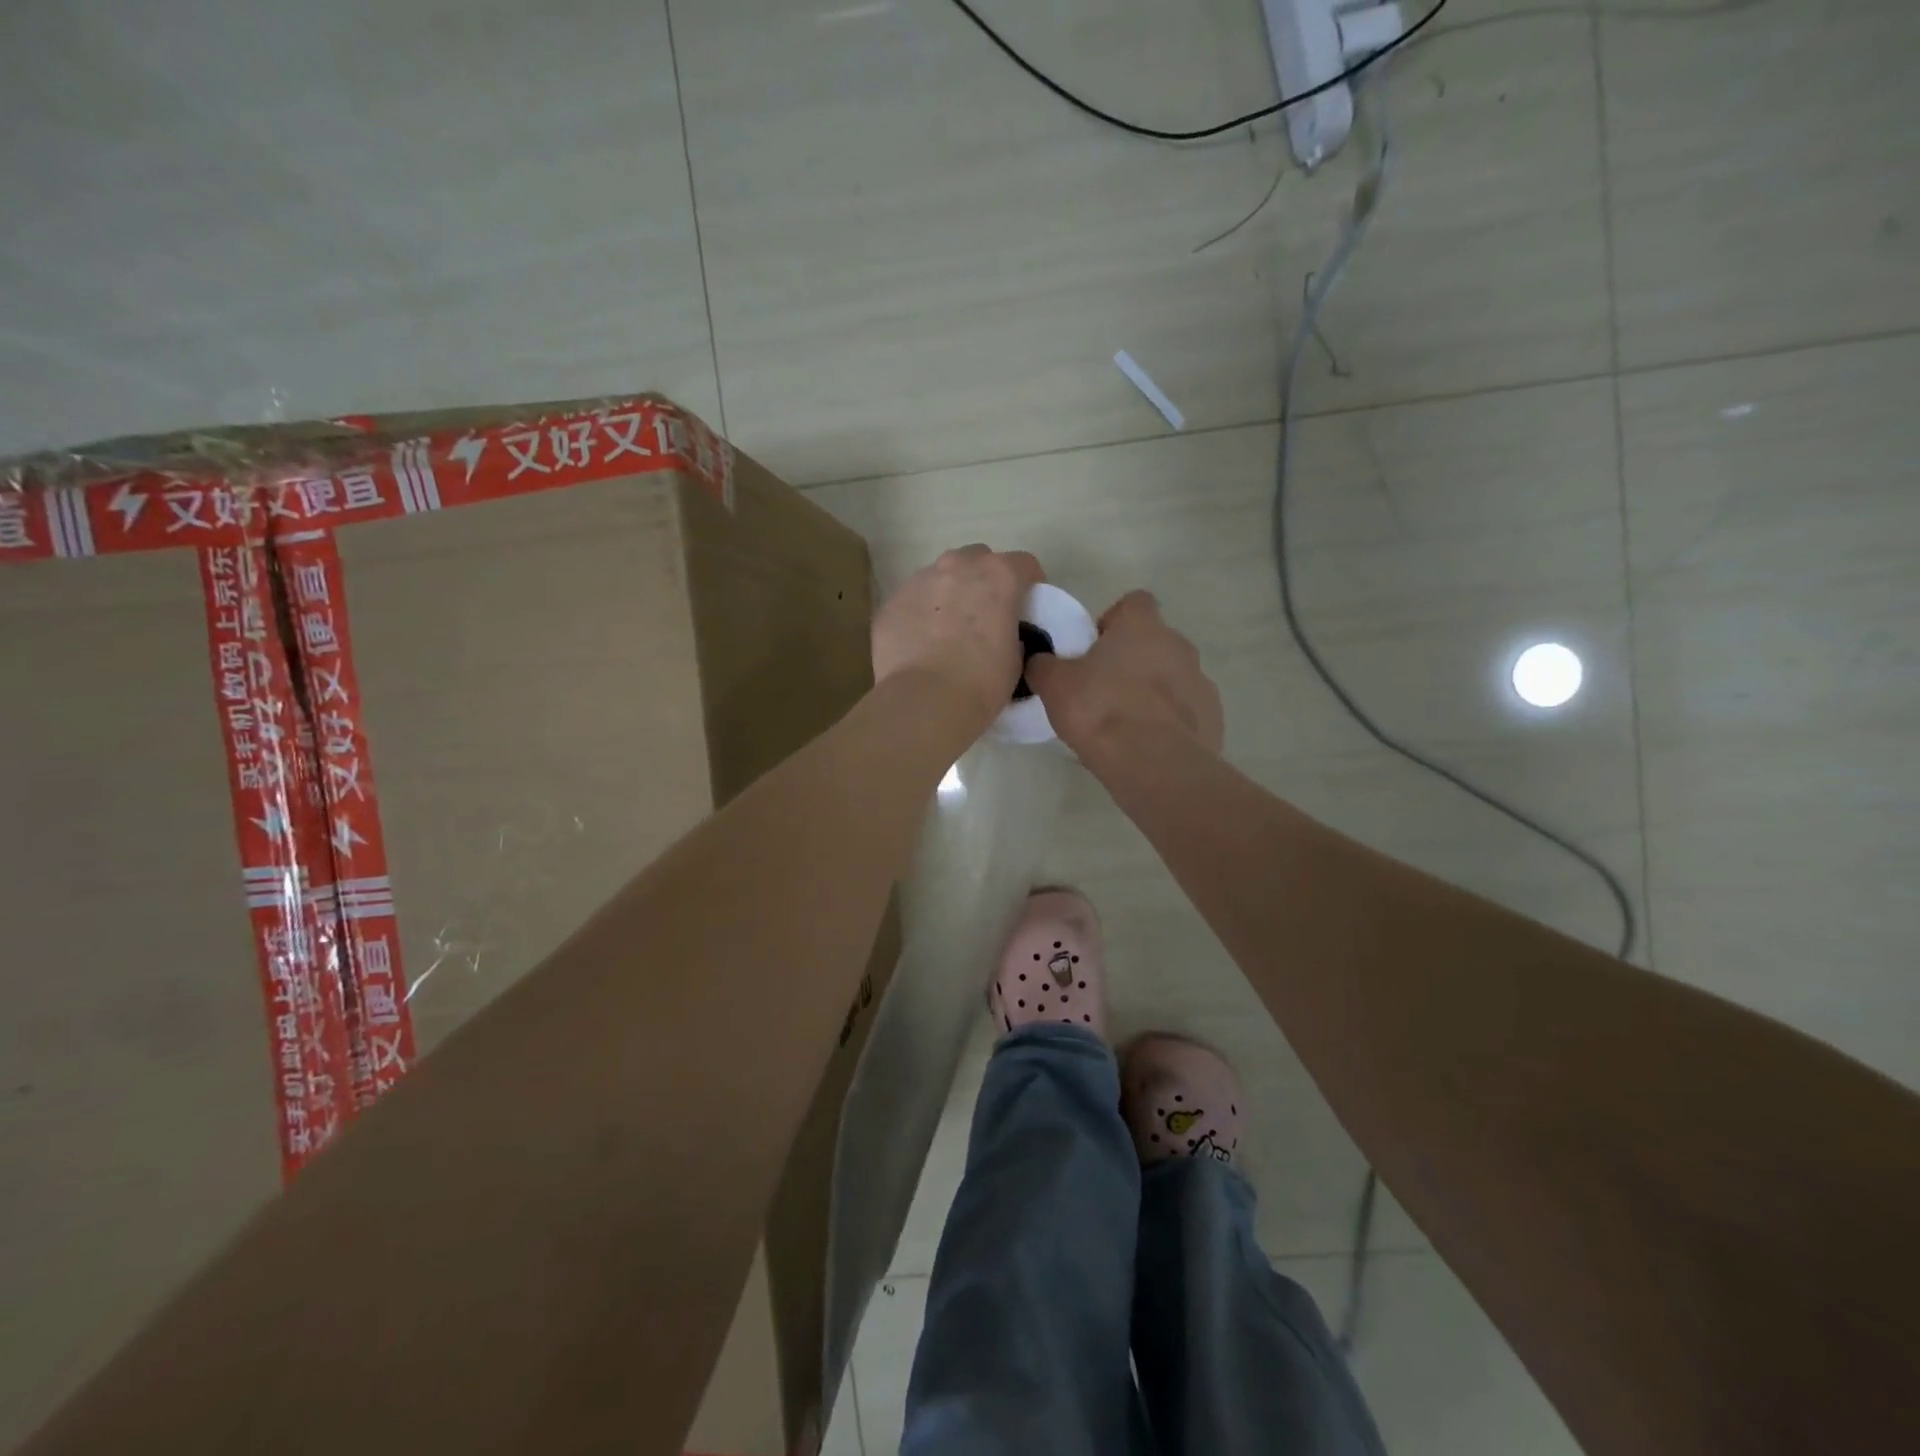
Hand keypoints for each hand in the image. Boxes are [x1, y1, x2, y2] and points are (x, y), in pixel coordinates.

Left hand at [872, 545, 1044, 740]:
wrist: (924, 700)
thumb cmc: (981, 682)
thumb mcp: (1015, 658)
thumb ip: (1011, 632)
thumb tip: (999, 634)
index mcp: (998, 576)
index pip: (1023, 564)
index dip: (1029, 583)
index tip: (1027, 605)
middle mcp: (957, 566)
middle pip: (977, 559)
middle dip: (984, 579)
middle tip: (985, 613)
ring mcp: (919, 581)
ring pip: (940, 576)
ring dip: (949, 593)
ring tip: (948, 630)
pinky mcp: (891, 602)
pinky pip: (913, 601)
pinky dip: (920, 614)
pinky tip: (921, 644)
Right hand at [1026, 590, 1223, 760]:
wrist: (1154, 764)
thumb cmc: (1100, 711)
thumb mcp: (1054, 685)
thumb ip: (1044, 665)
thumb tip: (1040, 660)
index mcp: (1142, 627)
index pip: (1135, 603)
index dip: (1113, 621)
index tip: (1094, 649)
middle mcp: (1179, 646)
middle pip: (1154, 643)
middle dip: (1132, 661)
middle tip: (1103, 691)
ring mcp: (1201, 682)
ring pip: (1173, 678)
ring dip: (1152, 693)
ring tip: (1125, 726)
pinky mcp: (1212, 719)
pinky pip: (1186, 713)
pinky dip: (1169, 724)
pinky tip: (1148, 747)